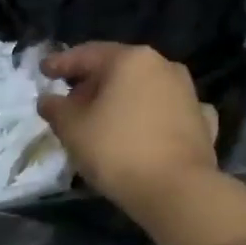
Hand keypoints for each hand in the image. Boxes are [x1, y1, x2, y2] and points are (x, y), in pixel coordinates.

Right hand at [36, 43, 219, 215]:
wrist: (176, 190)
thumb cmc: (116, 151)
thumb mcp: (72, 129)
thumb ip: (56, 109)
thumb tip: (48, 99)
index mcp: (130, 60)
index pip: (87, 54)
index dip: (61, 63)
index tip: (44, 71)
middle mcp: (164, 66)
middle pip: (118, 70)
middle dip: (92, 84)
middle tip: (70, 102)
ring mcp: (187, 93)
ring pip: (144, 90)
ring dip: (121, 100)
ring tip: (102, 120)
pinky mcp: (202, 121)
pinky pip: (167, 112)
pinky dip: (150, 117)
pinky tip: (143, 129)